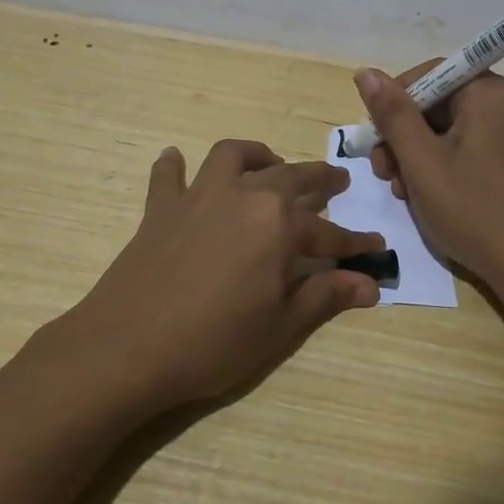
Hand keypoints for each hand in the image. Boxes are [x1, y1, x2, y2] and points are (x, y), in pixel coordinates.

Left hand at [53, 140, 384, 411]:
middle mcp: (243, 196)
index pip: (329, 233)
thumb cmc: (214, 342)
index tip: (375, 247)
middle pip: (290, 177)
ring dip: (257, 156)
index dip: (354, 244)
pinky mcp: (160, 209)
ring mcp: (198, 197)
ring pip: (233, 157)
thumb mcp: (280, 326)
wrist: (128, 347)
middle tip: (336, 182)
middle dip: (319, 180)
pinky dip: (174, 166)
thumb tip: (370, 285)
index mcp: (278, 225)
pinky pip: (168, 176)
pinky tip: (176, 160)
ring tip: (270, 163)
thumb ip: (325, 297)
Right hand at [358, 63, 503, 289]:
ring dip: (415, 155)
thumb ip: (392, 114)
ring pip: (447, 129)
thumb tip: (364, 73)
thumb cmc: (472, 209)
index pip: (428, 74)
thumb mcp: (421, 161)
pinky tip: (424, 195)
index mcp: (489, 93)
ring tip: (401, 191)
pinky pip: (465, 147)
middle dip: (402, 136)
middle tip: (383, 172)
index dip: (394, 102)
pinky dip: (439, 165)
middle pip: (436, 103)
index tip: (376, 139)